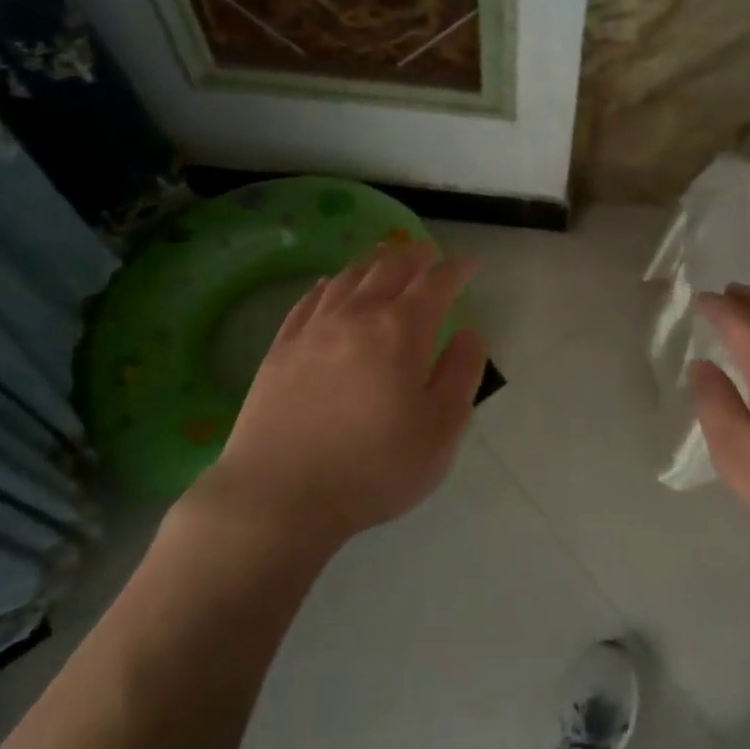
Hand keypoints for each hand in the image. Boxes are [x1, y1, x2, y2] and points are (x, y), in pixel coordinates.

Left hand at [181, 245, 487, 552]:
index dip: (456, 269)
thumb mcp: (440, 430)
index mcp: (400, 331)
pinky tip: (329, 285)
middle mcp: (356, 316)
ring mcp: (312, 330)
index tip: (471, 264)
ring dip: (373, 262)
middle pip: (389, 269)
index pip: (436, 284)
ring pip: (347, 278)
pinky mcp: (280, 349)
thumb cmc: (373, 467)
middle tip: (429, 252)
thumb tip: (469, 333)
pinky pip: (308, 301)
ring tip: (385, 256)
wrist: (278, 496)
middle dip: (414, 256)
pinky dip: (327, 285)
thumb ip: (461, 374)